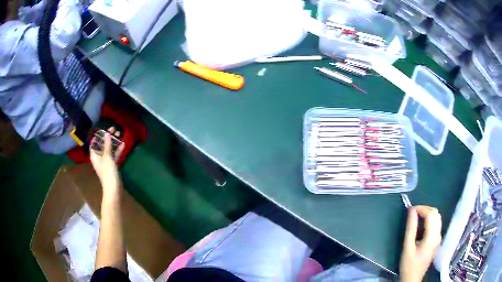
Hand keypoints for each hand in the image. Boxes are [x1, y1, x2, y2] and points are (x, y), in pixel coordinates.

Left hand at [90, 127, 124, 196]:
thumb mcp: (107, 157)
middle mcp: (99, 157)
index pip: (94, 143)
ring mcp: (105, 162)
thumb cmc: (108, 172)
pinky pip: (114, 155)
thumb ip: (107, 145)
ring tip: (119, 134)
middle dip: (107, 137)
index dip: (98, 135)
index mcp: (94, 155)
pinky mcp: (112, 165)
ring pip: (109, 149)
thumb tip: (107, 133)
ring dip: (113, 142)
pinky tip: (123, 144)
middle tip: (114, 129)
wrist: (113, 188)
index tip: (104, 129)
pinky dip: (117, 150)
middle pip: (102, 145)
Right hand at [399, 205, 441, 281]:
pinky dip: (430, 219)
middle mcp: (438, 234)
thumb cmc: (409, 265)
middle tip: (413, 212)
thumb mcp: (407, 247)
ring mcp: (439, 237)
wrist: (413, 278)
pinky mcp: (437, 240)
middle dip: (425, 209)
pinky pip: (436, 223)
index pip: (430, 214)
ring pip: (437, 217)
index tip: (410, 209)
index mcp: (432, 237)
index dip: (421, 208)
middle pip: (436, 213)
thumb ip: (411, 228)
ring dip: (428, 213)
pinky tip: (422, 224)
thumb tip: (411, 211)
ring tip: (417, 216)